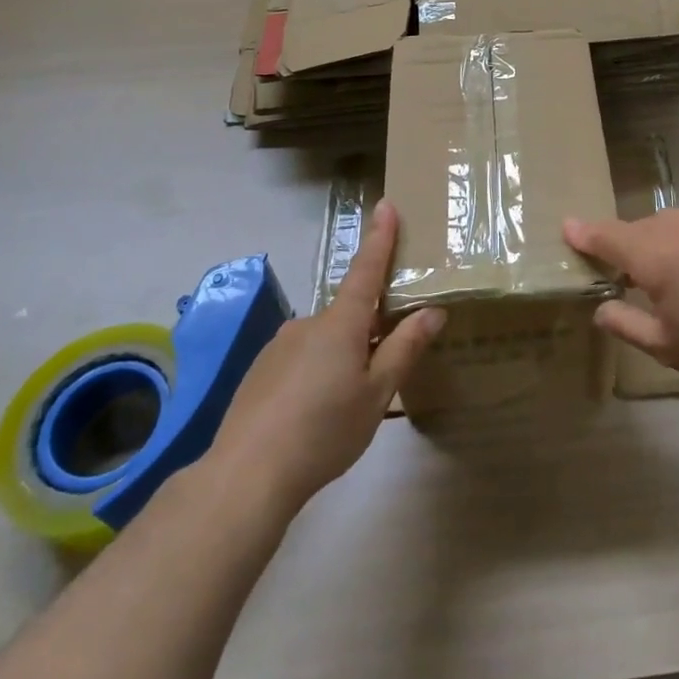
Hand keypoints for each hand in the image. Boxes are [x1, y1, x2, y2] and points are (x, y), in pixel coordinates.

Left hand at [206, 200, 442, 516]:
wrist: (247, 474)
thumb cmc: (324, 430)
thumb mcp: (377, 393)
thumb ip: (404, 348)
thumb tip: (432, 311)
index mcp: (341, 323)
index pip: (366, 268)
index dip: (379, 237)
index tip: (386, 204)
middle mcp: (309, 322)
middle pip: (349, 312)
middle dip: (368, 328)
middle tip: (380, 368)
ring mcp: (280, 344)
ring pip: (324, 339)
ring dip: (341, 355)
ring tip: (345, 404)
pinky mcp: (261, 369)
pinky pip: (300, 357)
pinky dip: (315, 372)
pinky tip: (313, 412)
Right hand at [564, 208, 678, 405]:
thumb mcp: (667, 348)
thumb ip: (625, 323)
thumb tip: (601, 307)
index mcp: (659, 258)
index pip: (610, 236)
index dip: (586, 233)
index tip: (569, 227)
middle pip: (645, 228)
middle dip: (633, 245)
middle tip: (637, 275)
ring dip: (670, 240)